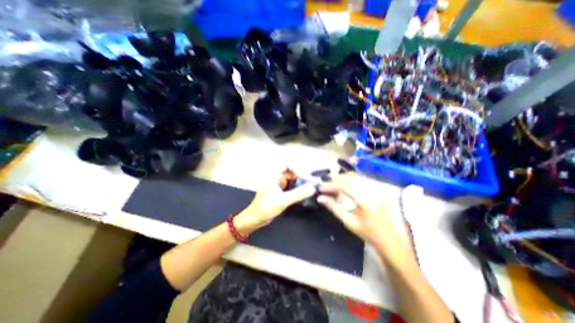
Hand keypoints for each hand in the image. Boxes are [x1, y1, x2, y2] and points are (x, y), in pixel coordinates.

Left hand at [232, 172, 313, 233]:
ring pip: (294, 180)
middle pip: (293, 172)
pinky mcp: (282, 192)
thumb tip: (313, 187)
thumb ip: (298, 193)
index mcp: (275, 175)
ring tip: (312, 188)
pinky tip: (306, 194)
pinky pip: (293, 187)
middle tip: (313, 183)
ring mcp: (280, 185)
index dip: (298, 168)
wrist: (255, 219)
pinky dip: (299, 189)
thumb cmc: (265, 208)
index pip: (288, 164)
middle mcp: (278, 178)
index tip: (306, 177)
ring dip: (302, 183)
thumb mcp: (283, 200)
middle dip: (303, 176)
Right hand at [313, 174, 413, 264]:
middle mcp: (371, 190)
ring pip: (354, 176)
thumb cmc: (369, 233)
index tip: (320, 188)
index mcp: (365, 201)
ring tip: (331, 186)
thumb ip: (334, 208)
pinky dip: (348, 179)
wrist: (390, 238)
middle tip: (324, 187)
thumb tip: (320, 198)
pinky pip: (359, 178)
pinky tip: (342, 185)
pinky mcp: (375, 188)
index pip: (344, 186)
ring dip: (340, 179)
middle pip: (349, 178)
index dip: (330, 185)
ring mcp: (375, 188)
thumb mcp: (349, 222)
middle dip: (334, 180)